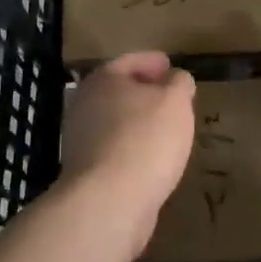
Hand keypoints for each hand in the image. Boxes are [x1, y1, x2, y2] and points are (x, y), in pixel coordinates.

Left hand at [59, 52, 195, 257]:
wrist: (109, 201)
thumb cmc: (145, 139)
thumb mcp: (175, 101)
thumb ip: (179, 83)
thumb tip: (176, 78)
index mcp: (103, 80)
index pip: (130, 61)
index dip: (152, 61)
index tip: (170, 65)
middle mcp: (85, 105)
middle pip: (118, 91)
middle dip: (144, 92)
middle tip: (170, 96)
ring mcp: (81, 140)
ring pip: (115, 121)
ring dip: (138, 122)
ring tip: (167, 128)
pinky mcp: (87, 172)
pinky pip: (115, 149)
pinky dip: (133, 147)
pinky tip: (153, 157)